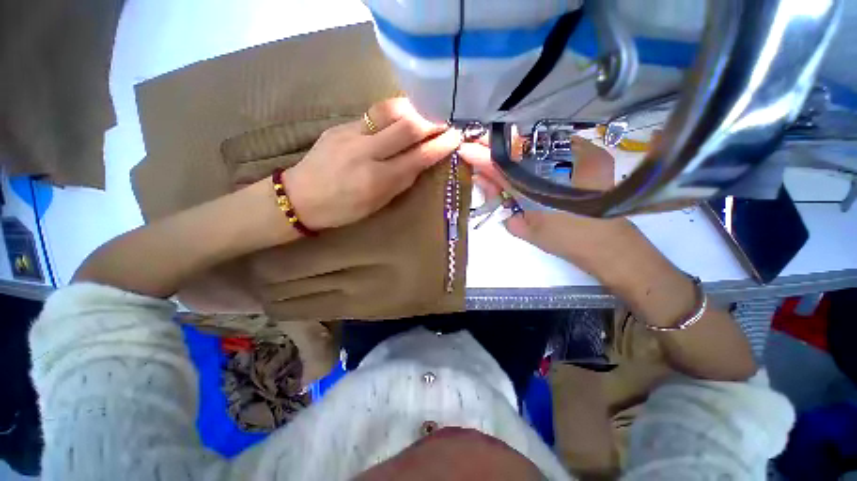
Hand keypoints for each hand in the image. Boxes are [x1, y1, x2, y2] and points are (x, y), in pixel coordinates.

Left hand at [282, 98, 461, 229]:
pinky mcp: (340, 125)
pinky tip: (400, 118)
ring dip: (414, 110)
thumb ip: (400, 181)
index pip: (417, 157)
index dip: (440, 145)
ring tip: (425, 115)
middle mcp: (366, 153)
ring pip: (390, 110)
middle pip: (407, 127)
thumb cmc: (342, 210)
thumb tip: (420, 161)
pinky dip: (394, 113)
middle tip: (445, 121)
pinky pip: (374, 114)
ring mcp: (351, 134)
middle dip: (432, 121)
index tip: (456, 136)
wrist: (300, 197)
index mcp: (377, 180)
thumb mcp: (377, 203)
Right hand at [459, 135, 634, 281]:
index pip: (502, 168)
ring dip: (518, 149)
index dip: (482, 157)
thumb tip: (483, 180)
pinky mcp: (593, 152)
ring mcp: (580, 154)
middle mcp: (561, 166)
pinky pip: (557, 143)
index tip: (466, 148)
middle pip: (520, 148)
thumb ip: (499, 203)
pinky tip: (532, 158)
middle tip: (483, 151)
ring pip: (537, 143)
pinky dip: (539, 149)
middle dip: (499, 150)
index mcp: (538, 190)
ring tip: (505, 155)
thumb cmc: (561, 239)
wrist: (605, 243)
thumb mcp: (522, 227)